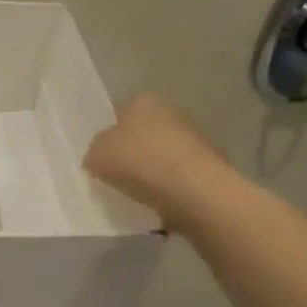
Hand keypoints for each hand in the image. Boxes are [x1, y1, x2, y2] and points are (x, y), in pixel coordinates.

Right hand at [84, 94, 230, 228]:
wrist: (195, 191)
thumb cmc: (139, 161)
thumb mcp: (96, 156)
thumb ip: (95, 152)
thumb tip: (101, 156)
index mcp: (143, 101)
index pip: (119, 114)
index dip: (109, 136)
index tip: (102, 158)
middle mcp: (172, 112)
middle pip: (144, 135)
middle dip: (133, 154)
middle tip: (117, 177)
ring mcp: (196, 139)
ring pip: (164, 156)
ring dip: (153, 172)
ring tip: (139, 196)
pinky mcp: (211, 167)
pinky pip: (181, 178)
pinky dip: (171, 189)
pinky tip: (161, 204)